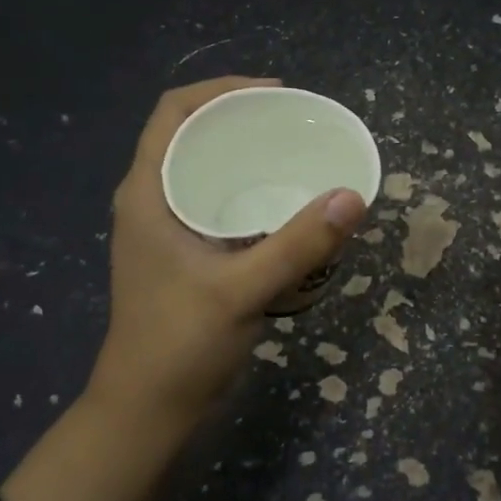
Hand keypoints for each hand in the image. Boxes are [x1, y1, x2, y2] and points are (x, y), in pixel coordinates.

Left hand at [89, 76, 367, 425]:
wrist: (147, 411)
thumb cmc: (179, 345)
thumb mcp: (241, 291)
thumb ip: (297, 245)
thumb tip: (353, 196)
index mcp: (148, 193)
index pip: (174, 112)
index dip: (221, 89)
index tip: (275, 93)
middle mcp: (153, 201)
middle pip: (191, 135)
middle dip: (240, 119)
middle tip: (295, 124)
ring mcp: (167, 230)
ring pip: (205, 170)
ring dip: (244, 155)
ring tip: (295, 154)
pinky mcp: (184, 255)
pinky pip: (217, 202)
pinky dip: (249, 190)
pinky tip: (284, 205)